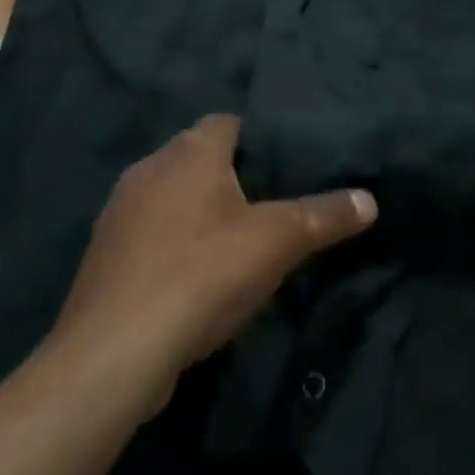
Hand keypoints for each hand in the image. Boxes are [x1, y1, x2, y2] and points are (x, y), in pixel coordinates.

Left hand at [54, 115, 376, 409]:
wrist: (115, 351)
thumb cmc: (201, 275)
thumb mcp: (276, 243)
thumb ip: (324, 216)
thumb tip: (371, 199)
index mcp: (189, 151)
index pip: (228, 122)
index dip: (257, 136)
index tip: (285, 161)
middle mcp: (149, 168)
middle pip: (198, 156)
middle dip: (230, 174)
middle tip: (270, 200)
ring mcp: (119, 211)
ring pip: (170, 196)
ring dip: (197, 210)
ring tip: (235, 239)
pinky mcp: (104, 254)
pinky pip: (149, 233)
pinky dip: (171, 243)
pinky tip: (192, 275)